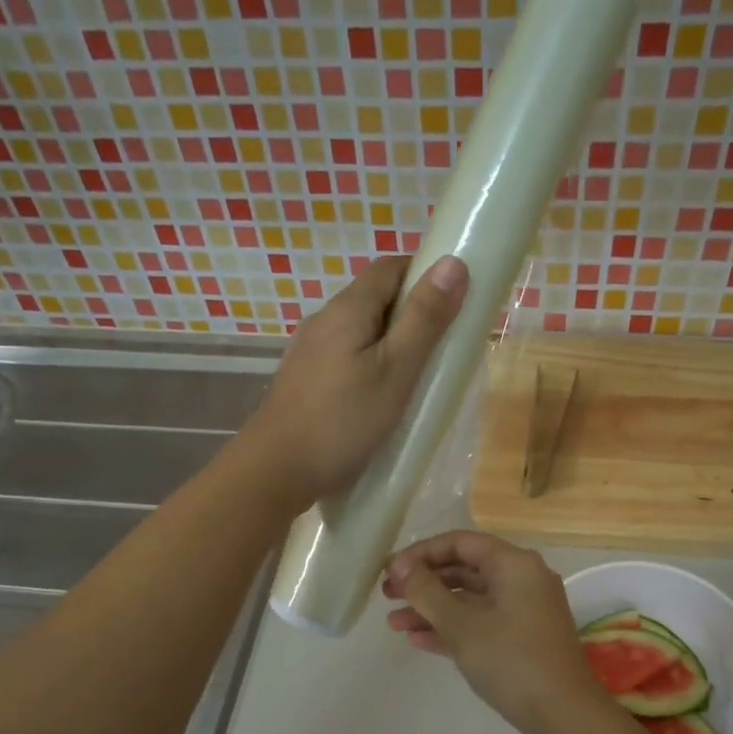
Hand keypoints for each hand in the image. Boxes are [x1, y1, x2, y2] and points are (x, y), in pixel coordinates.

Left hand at [245, 254, 468, 507]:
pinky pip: (345, 361)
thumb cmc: (343, 421)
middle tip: (444, 349)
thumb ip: (424, 319)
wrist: (277, 470)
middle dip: (412, 314)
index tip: (455, 303)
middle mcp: (323, 321)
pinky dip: (370, 368)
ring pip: (359, 334)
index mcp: (347, 309)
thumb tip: (454, 262)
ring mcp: (309, 353)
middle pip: (374, 300)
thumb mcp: (396, 370)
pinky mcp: (304, 383)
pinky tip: (381, 401)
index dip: (426, 275)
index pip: (391, 268)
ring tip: (417, 379)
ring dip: (391, 345)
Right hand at [382, 530, 610, 733]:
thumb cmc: (511, 661)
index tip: (389, 572)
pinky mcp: (522, 638)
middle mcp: (522, 579)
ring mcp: (524, 610)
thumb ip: (427, 591)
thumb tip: (400, 566)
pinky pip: (481, 623)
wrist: (563, 715)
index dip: (420, 553)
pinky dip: (451, 628)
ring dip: (432, 609)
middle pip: (464, 570)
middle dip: (423, 582)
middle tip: (387, 595)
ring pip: (469, 600)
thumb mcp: (462, 625)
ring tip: (394, 624)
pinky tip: (417, 640)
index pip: (460, 543)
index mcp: (514, 564)